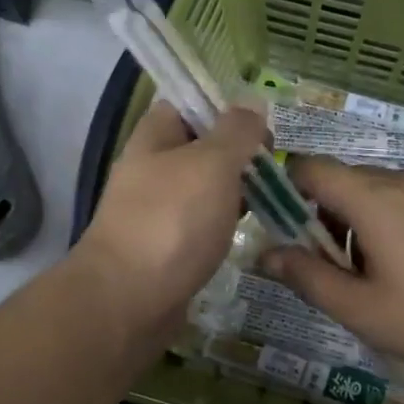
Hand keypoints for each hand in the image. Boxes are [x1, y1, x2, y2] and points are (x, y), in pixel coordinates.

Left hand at [76, 101, 270, 339]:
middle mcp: (151, 169)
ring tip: (271, 201)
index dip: (224, 108)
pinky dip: (223, 225)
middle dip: (238, 155)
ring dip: (234, 192)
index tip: (261, 127)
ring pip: (203, 189)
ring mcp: (156, 211)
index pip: (187, 104)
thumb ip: (236, 131)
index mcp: (154, 137)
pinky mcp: (165, 248)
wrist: (128, 300)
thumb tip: (252, 103)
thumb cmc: (172, 221)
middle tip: (274, 170)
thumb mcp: (212, 163)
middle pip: (200, 148)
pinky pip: (200, 225)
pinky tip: (246, 233)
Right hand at [261, 157, 403, 382]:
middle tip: (338, 269)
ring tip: (384, 274)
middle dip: (327, 216)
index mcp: (374, 199)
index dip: (287, 189)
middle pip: (346, 181)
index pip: (311, 168)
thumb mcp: (364, 311)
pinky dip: (399, 221)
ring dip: (364, 221)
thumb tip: (265, 255)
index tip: (285, 228)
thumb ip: (308, 279)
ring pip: (382, 191)